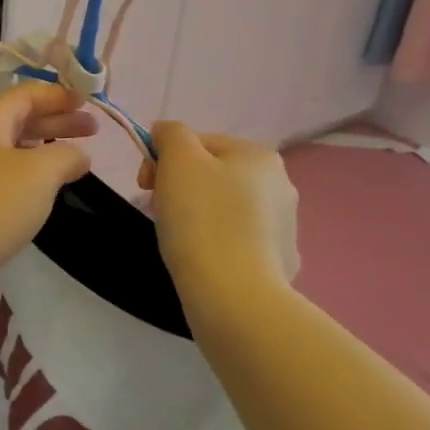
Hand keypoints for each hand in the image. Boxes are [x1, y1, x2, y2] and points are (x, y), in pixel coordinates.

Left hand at [0, 82, 96, 299]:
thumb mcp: (39, 175)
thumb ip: (65, 156)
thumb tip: (78, 155)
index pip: (26, 94)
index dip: (59, 95)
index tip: (88, 102)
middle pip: (17, 119)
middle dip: (56, 122)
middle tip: (93, 131)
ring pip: (7, 147)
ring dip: (41, 148)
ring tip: (70, 160)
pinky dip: (23, 172)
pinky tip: (37, 190)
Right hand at [138, 123, 299, 313]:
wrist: (233, 296)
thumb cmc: (201, 219)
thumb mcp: (178, 159)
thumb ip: (171, 133)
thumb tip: (166, 133)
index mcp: (259, 156)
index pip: (198, 142)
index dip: (163, 158)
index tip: (144, 186)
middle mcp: (281, 185)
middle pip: (212, 174)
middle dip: (179, 187)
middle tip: (157, 211)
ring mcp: (285, 227)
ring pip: (224, 208)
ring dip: (197, 215)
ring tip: (178, 239)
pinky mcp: (280, 264)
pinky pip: (237, 242)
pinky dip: (217, 245)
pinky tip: (204, 261)